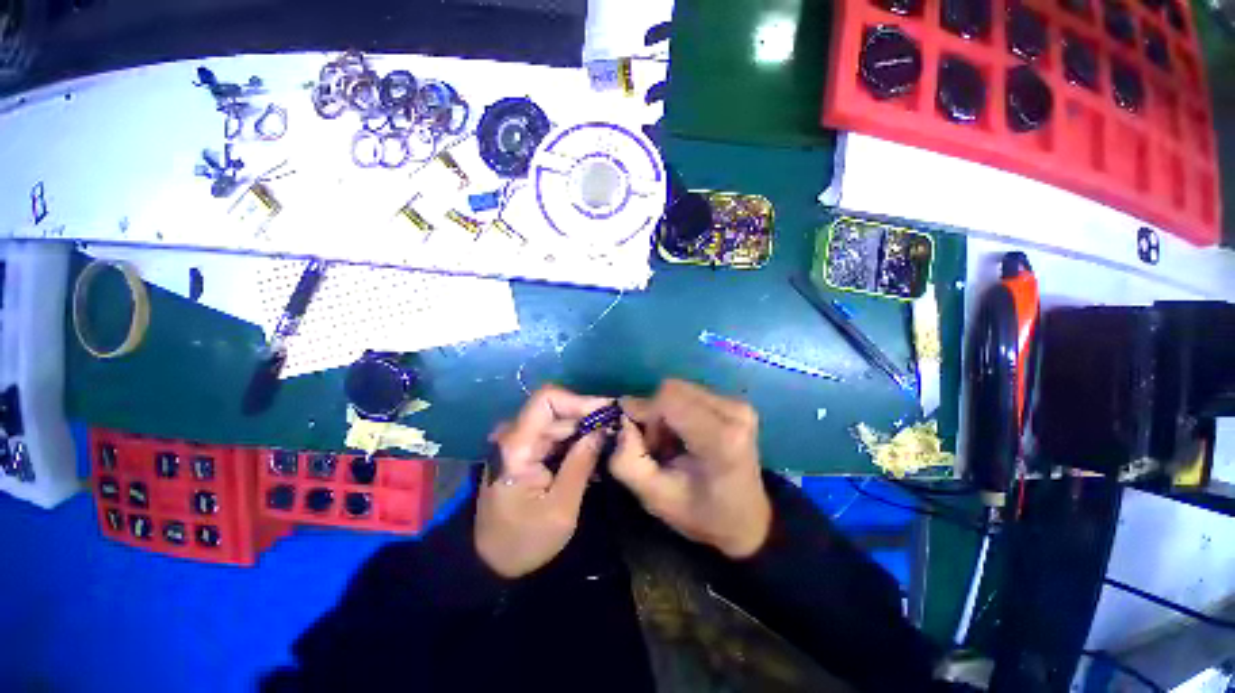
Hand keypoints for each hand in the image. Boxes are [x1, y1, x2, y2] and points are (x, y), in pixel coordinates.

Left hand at [475, 385, 610, 578]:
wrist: (490, 563)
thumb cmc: (523, 540)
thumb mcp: (560, 508)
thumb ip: (581, 464)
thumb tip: (602, 429)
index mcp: (517, 446)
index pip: (547, 400)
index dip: (580, 400)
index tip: (608, 413)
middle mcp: (516, 436)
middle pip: (557, 410)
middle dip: (589, 417)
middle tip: (619, 431)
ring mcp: (521, 443)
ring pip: (560, 422)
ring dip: (586, 430)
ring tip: (611, 443)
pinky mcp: (527, 452)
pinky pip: (556, 437)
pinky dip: (577, 442)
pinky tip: (595, 454)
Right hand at [611, 379, 771, 558]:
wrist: (748, 519)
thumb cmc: (702, 514)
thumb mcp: (655, 499)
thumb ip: (627, 462)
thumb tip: (622, 421)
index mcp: (721, 439)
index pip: (668, 399)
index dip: (645, 413)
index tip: (641, 442)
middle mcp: (734, 412)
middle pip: (672, 389)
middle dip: (654, 414)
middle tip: (656, 446)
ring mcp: (739, 405)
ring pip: (680, 389)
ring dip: (665, 412)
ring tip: (671, 443)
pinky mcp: (736, 403)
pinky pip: (691, 393)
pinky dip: (678, 410)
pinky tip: (684, 435)